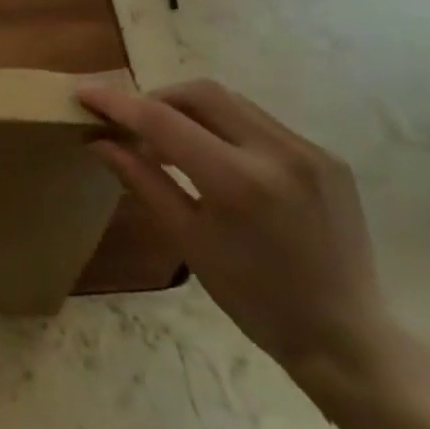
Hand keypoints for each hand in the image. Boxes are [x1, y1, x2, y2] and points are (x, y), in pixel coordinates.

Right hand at [77, 79, 396, 381]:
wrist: (344, 336)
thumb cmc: (254, 299)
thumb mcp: (188, 239)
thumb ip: (142, 180)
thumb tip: (99, 140)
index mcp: (237, 182)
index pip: (163, 121)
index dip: (118, 103)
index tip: (85, 94)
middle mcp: (277, 152)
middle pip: (200, 93)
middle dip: (157, 98)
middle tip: (132, 124)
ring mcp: (309, 150)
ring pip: (232, 101)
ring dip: (191, 110)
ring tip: (170, 142)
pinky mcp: (327, 156)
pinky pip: (261, 122)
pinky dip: (226, 127)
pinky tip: (216, 157)